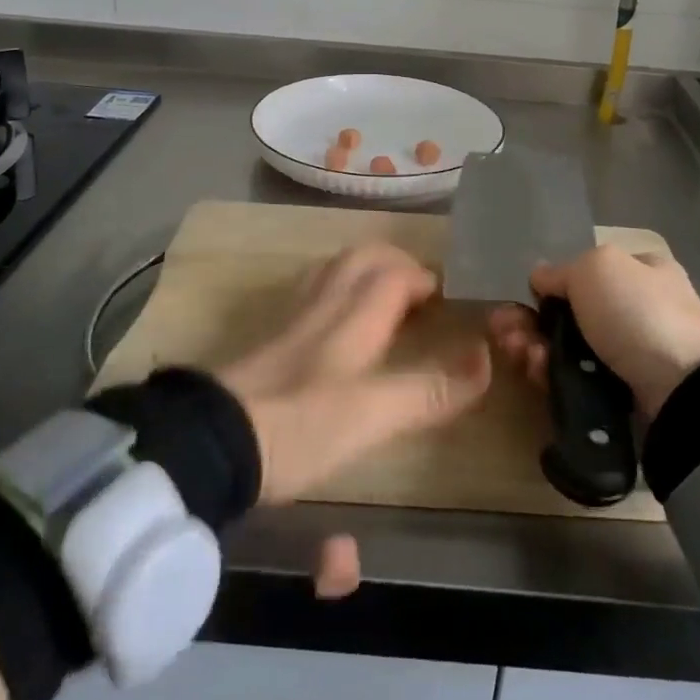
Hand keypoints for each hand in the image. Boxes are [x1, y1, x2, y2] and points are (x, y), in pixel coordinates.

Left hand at [217, 243, 491, 595]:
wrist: (213, 441)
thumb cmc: (300, 425)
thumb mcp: (373, 415)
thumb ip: (429, 390)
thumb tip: (486, 360)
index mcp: (353, 315)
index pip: (394, 272)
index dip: (423, 278)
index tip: (445, 298)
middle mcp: (323, 304)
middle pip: (362, 258)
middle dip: (395, 263)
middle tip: (418, 293)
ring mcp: (290, 317)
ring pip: (333, 271)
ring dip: (364, 272)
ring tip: (383, 300)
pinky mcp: (267, 337)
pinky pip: (310, 293)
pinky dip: (335, 291)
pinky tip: (334, 323)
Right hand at [488, 246, 699, 418]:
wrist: (681, 391)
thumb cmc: (639, 313)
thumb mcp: (596, 268)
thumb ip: (561, 270)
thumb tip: (540, 278)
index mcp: (642, 271)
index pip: (586, 273)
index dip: (550, 285)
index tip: (521, 299)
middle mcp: (637, 309)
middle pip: (569, 313)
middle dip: (530, 321)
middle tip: (505, 332)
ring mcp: (630, 355)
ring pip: (567, 348)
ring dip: (534, 348)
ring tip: (519, 355)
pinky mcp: (621, 395)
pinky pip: (576, 381)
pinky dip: (552, 376)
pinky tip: (537, 373)